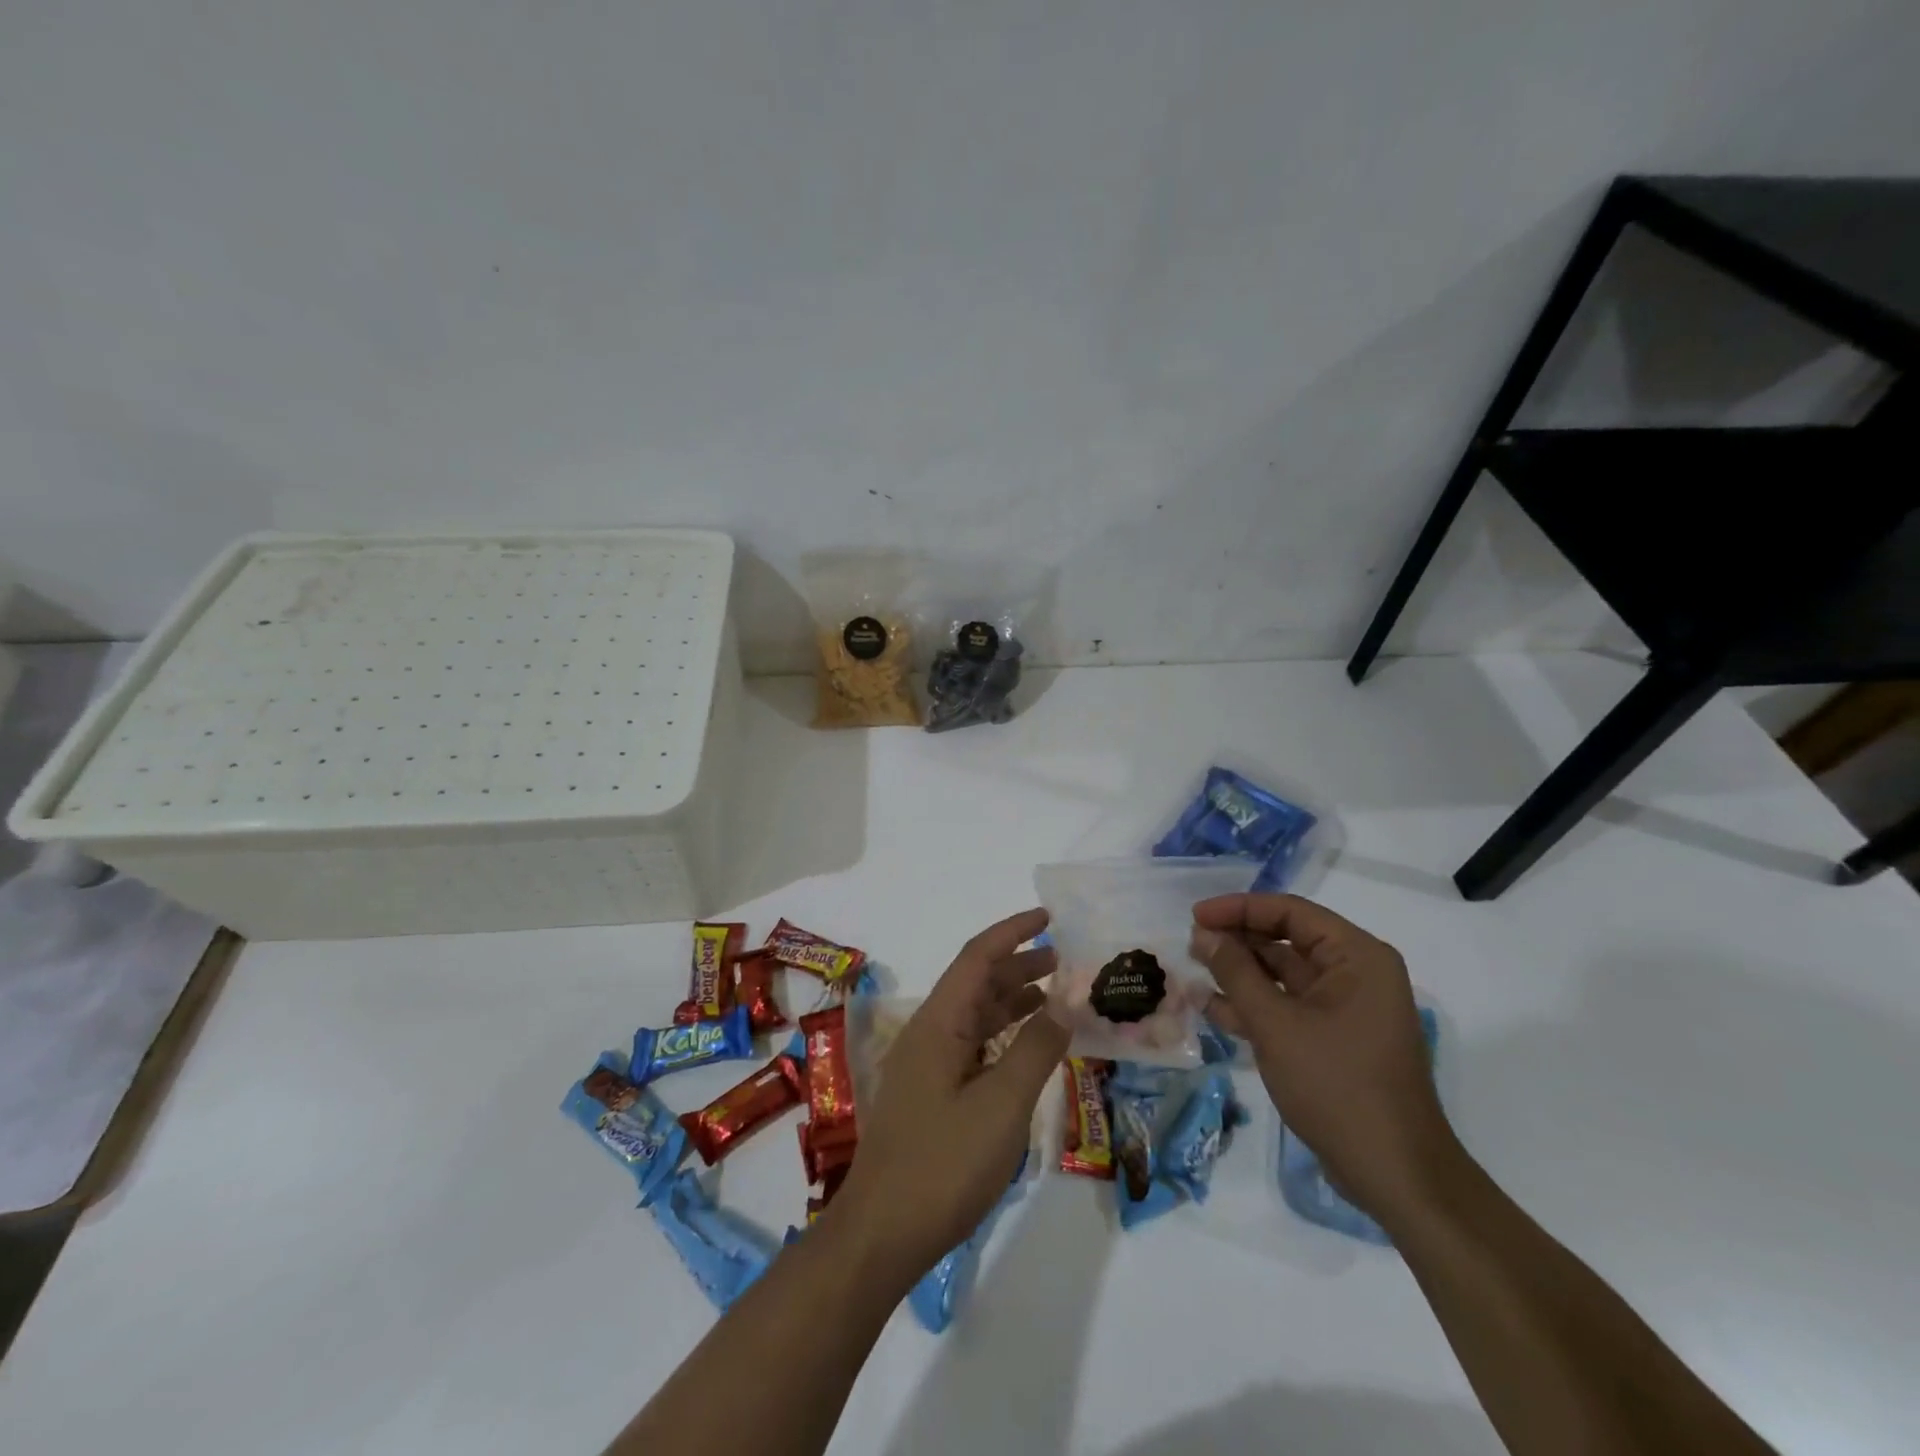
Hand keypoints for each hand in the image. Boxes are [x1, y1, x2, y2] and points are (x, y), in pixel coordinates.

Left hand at [826, 908, 1069, 1283]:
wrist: (882, 1234)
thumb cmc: (944, 1164)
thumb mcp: (1002, 1105)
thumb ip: (1036, 1049)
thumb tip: (1065, 1002)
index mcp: (938, 1022)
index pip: (977, 957)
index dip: (1013, 932)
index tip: (1048, 917)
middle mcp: (929, 1033)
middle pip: (976, 983)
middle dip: (1019, 965)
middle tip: (1064, 960)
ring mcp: (926, 1065)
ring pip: (974, 1016)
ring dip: (1012, 1000)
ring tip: (1055, 996)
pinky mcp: (930, 1094)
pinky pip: (971, 1047)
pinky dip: (1002, 1036)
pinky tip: (1027, 1047)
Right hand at [1190, 894, 1461, 1223]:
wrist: (1394, 1174)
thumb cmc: (1337, 1085)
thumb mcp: (1275, 1024)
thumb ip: (1236, 972)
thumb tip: (1203, 933)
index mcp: (1357, 957)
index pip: (1291, 912)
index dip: (1240, 909)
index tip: (1196, 916)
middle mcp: (1356, 974)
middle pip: (1287, 940)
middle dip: (1238, 941)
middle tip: (1191, 944)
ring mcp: (1346, 1009)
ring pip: (1284, 975)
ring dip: (1240, 973)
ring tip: (1193, 971)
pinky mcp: (1334, 1039)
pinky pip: (1289, 1006)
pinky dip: (1254, 1005)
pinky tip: (1212, 1008)